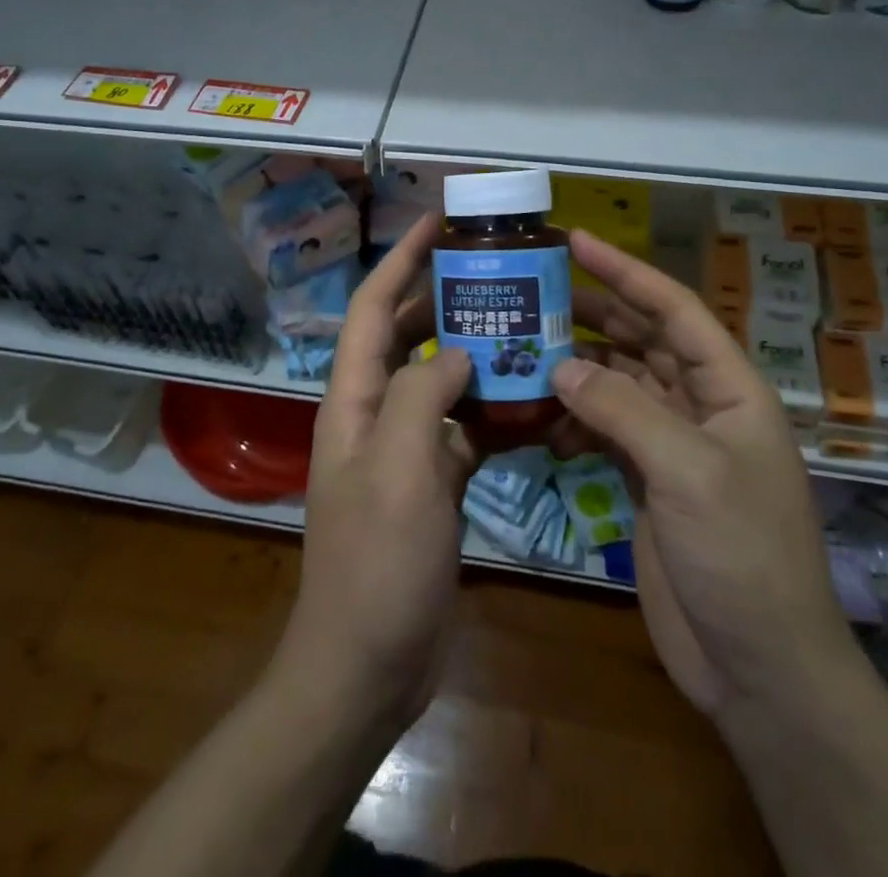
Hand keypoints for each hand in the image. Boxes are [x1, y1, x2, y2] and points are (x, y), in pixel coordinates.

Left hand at [271, 213, 476, 728]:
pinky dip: (492, 411)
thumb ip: (421, 396)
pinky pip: (463, 429)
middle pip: (407, 337)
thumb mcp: (398, 469)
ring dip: (474, 353)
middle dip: (444, 300)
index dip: (401, 259)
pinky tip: (533, 403)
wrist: (366, 665)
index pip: (374, 308)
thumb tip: (455, 353)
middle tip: (498, 276)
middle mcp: (374, 414)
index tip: (439, 223)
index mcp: (354, 399)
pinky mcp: (432, 483)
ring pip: (439, 381)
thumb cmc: (376, 564)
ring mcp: (404, 450)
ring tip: (525, 328)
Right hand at [552, 230, 851, 722]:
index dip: (626, 270)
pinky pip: (605, 430)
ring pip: (620, 383)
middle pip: (643, 340)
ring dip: (579, 366)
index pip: (674, 309)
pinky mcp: (647, 481)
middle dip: (595, 313)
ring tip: (525, 348)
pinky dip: (574, 420)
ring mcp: (673, 445)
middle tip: (536, 292)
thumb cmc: (741, 556)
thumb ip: (622, 409)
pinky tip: (540, 420)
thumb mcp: (687, 472)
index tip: (576, 240)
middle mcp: (702, 406)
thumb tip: (561, 365)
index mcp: (730, 389)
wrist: (760, 669)